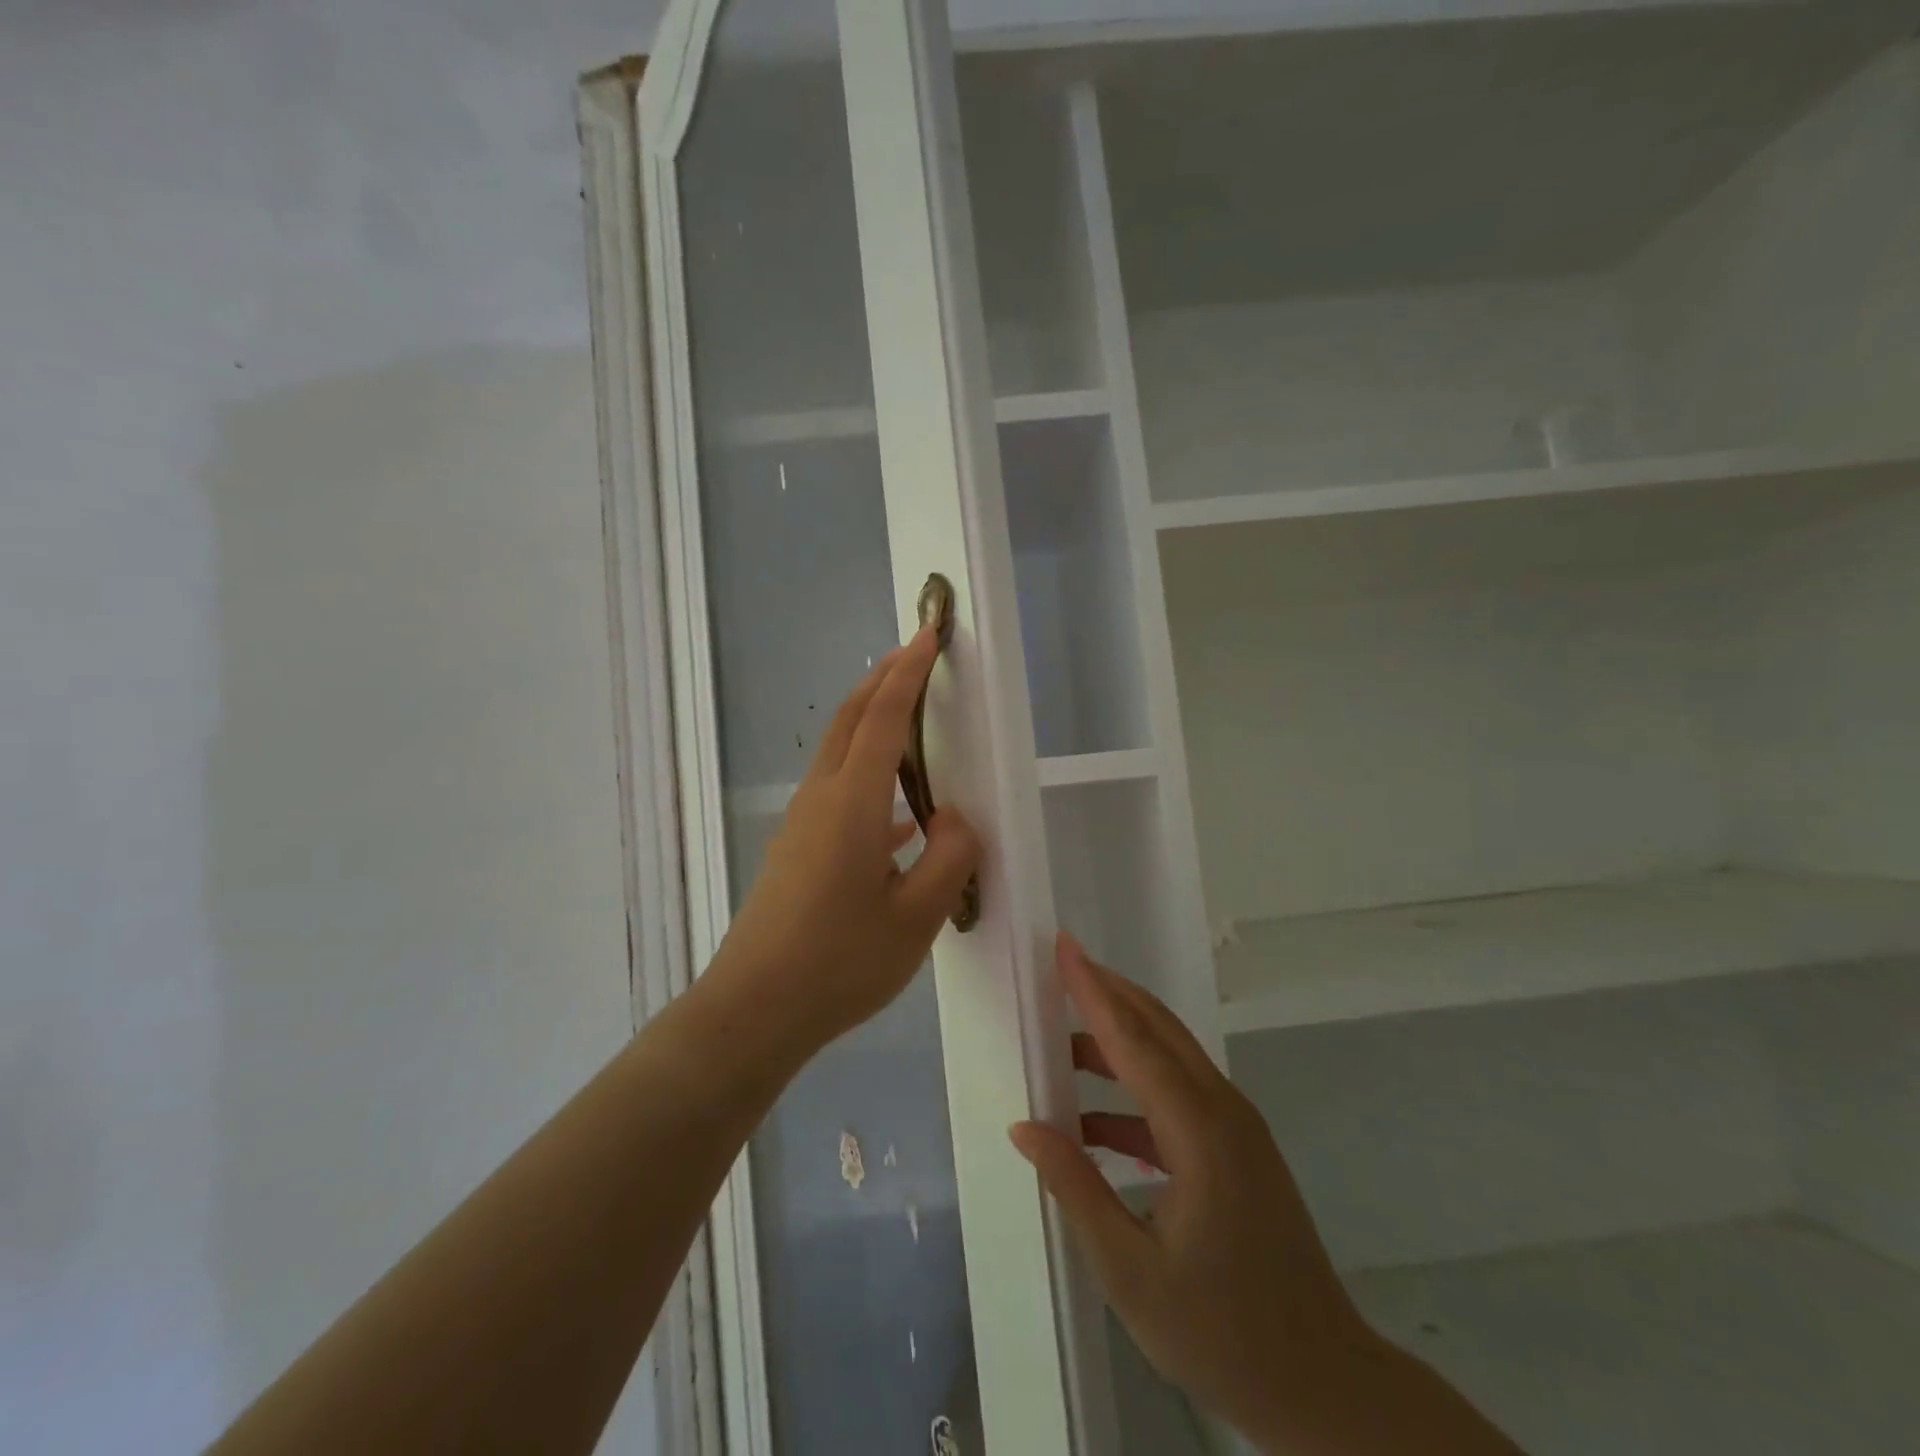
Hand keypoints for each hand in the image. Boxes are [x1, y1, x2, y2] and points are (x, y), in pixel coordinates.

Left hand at [711, 629, 979, 1051]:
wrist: (754, 1010)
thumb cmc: (840, 962)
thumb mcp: (917, 916)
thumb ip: (949, 858)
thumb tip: (954, 820)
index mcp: (852, 804)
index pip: (882, 720)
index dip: (907, 674)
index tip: (927, 636)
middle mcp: (820, 800)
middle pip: (849, 721)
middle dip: (881, 681)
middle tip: (914, 655)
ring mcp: (801, 824)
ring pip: (838, 754)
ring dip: (870, 723)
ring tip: (908, 720)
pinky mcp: (794, 850)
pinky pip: (836, 794)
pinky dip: (867, 778)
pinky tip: (899, 821)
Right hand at [1009, 934, 1368, 1445]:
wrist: (1324, 1386)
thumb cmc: (1222, 1333)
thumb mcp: (1130, 1271)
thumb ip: (1075, 1187)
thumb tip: (1025, 1126)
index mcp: (1199, 1131)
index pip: (1134, 1039)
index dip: (1093, 990)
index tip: (1063, 945)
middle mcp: (1222, 1110)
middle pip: (1158, 1028)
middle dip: (1108, 992)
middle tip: (1059, 966)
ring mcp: (1236, 1127)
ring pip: (1169, 1057)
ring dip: (1118, 1040)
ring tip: (1061, 1043)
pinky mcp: (1238, 1148)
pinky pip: (1178, 1095)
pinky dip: (1134, 1091)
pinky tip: (1093, 1122)